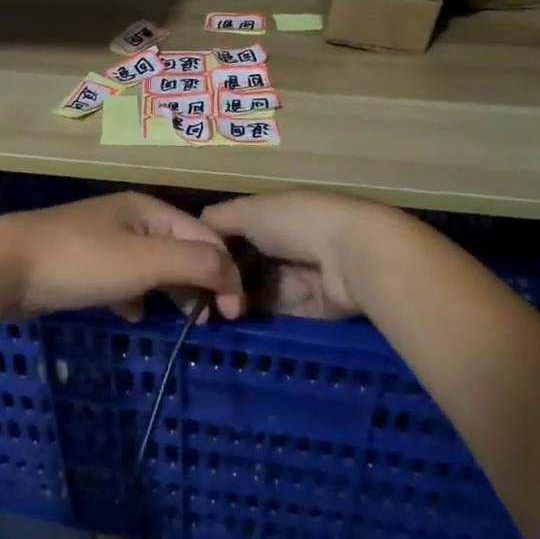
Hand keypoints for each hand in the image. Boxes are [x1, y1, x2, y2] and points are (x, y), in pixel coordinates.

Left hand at [0, 192, 242, 320]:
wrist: (2, 266)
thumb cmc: (80, 260)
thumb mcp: (145, 260)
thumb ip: (195, 263)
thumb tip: (232, 276)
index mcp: (149, 209)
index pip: (206, 236)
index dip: (226, 272)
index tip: (235, 315)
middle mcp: (130, 218)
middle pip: (182, 248)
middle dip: (201, 282)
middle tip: (210, 322)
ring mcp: (104, 240)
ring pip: (153, 265)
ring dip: (172, 290)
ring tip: (182, 320)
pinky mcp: (83, 263)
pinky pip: (124, 278)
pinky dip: (136, 296)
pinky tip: (133, 315)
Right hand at [201, 190, 430, 319]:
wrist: (352, 256)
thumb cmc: (296, 222)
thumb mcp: (248, 211)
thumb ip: (216, 220)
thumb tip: (192, 231)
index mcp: (273, 215)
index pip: (234, 232)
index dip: (211, 249)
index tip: (188, 267)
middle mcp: (286, 243)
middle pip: (245, 265)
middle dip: (223, 281)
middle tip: (195, 300)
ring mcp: (299, 277)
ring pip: (258, 292)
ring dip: (237, 303)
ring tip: (208, 317)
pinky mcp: (311, 309)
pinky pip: (277, 315)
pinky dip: (257, 320)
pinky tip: (232, 327)